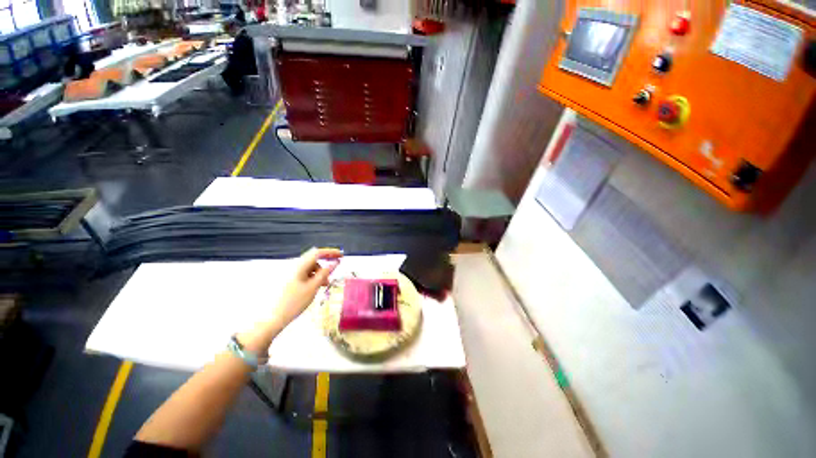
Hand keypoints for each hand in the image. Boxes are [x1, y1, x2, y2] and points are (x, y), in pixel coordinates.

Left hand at [273, 247, 342, 327]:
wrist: (272, 318)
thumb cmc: (294, 302)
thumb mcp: (313, 287)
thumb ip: (325, 273)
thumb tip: (335, 263)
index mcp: (299, 265)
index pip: (318, 252)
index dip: (331, 252)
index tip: (341, 255)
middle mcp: (293, 265)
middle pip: (313, 259)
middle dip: (324, 266)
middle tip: (331, 277)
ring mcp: (289, 272)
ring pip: (309, 267)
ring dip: (318, 273)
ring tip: (322, 285)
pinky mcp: (287, 279)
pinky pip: (303, 273)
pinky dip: (311, 277)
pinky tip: (314, 287)